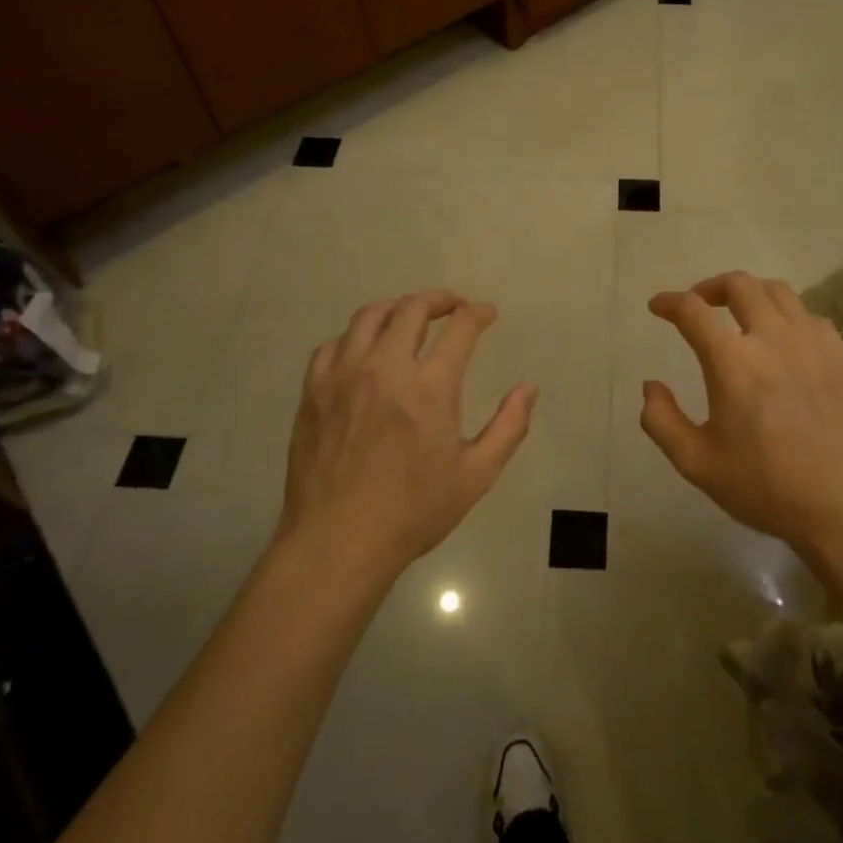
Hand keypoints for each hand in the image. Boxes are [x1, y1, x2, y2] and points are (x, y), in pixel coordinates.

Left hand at [280, 292, 536, 577]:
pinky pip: (333, 344)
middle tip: (453, 307)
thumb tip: (529, 388)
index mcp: (430, 387)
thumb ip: (509, 426)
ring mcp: (343, 376)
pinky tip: (365, 349)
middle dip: (439, 300)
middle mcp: (386, 368)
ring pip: (369, 317)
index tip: (486, 314)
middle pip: (413, 309)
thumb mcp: (477, 475)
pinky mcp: (314, 391)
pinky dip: (356, 336)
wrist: (338, 542)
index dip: (478, 313)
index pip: (460, 327)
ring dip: (397, 308)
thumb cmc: (414, 511)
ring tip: (410, 316)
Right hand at [640, 272, 842, 561]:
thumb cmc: (766, 486)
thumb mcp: (696, 463)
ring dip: (751, 293)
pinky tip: (784, 339)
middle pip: (739, 285)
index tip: (658, 306)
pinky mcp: (840, 356)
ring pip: (778, 292)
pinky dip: (787, 315)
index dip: (669, 302)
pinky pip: (809, 316)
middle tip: (699, 303)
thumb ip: (662, 421)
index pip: (693, 310)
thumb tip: (650, 387)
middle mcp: (771, 337)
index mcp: (731, 360)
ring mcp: (812, 342)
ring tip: (740, 312)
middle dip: (711, 287)